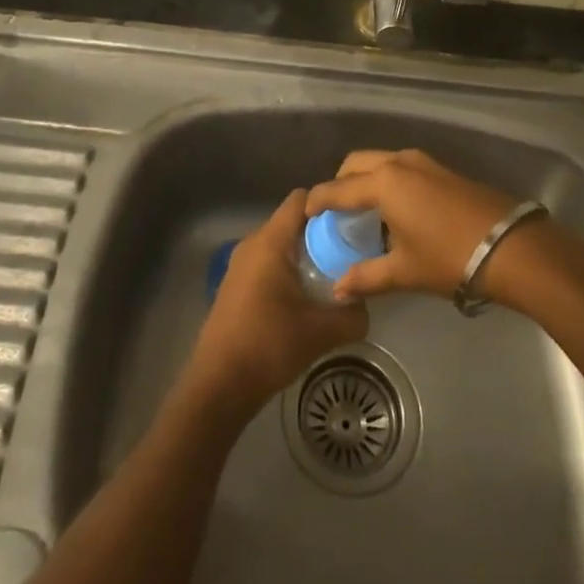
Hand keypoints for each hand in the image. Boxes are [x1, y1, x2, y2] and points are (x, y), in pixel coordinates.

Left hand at [187, 191, 368, 415]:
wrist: (219, 385)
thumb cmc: (269, 345)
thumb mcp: (321, 332)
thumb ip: (352, 315)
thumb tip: (364, 305)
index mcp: (270, 241)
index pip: (301, 199)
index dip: (329, 205)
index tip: (353, 222)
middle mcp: (252, 244)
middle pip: (292, 222)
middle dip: (322, 233)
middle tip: (350, 252)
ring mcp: (240, 265)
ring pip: (280, 245)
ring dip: (305, 255)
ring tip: (333, 276)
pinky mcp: (236, 286)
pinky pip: (268, 263)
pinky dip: (288, 271)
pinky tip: (305, 299)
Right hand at [306, 149, 534, 303]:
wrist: (511, 247)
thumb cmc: (449, 258)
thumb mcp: (404, 271)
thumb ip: (367, 277)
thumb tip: (338, 290)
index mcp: (383, 182)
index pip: (339, 188)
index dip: (318, 200)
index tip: (305, 212)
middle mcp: (399, 163)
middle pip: (357, 163)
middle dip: (340, 182)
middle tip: (335, 211)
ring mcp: (424, 162)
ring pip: (381, 161)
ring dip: (366, 179)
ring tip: (364, 212)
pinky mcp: (443, 169)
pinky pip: (402, 167)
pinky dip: (388, 180)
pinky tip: (395, 211)